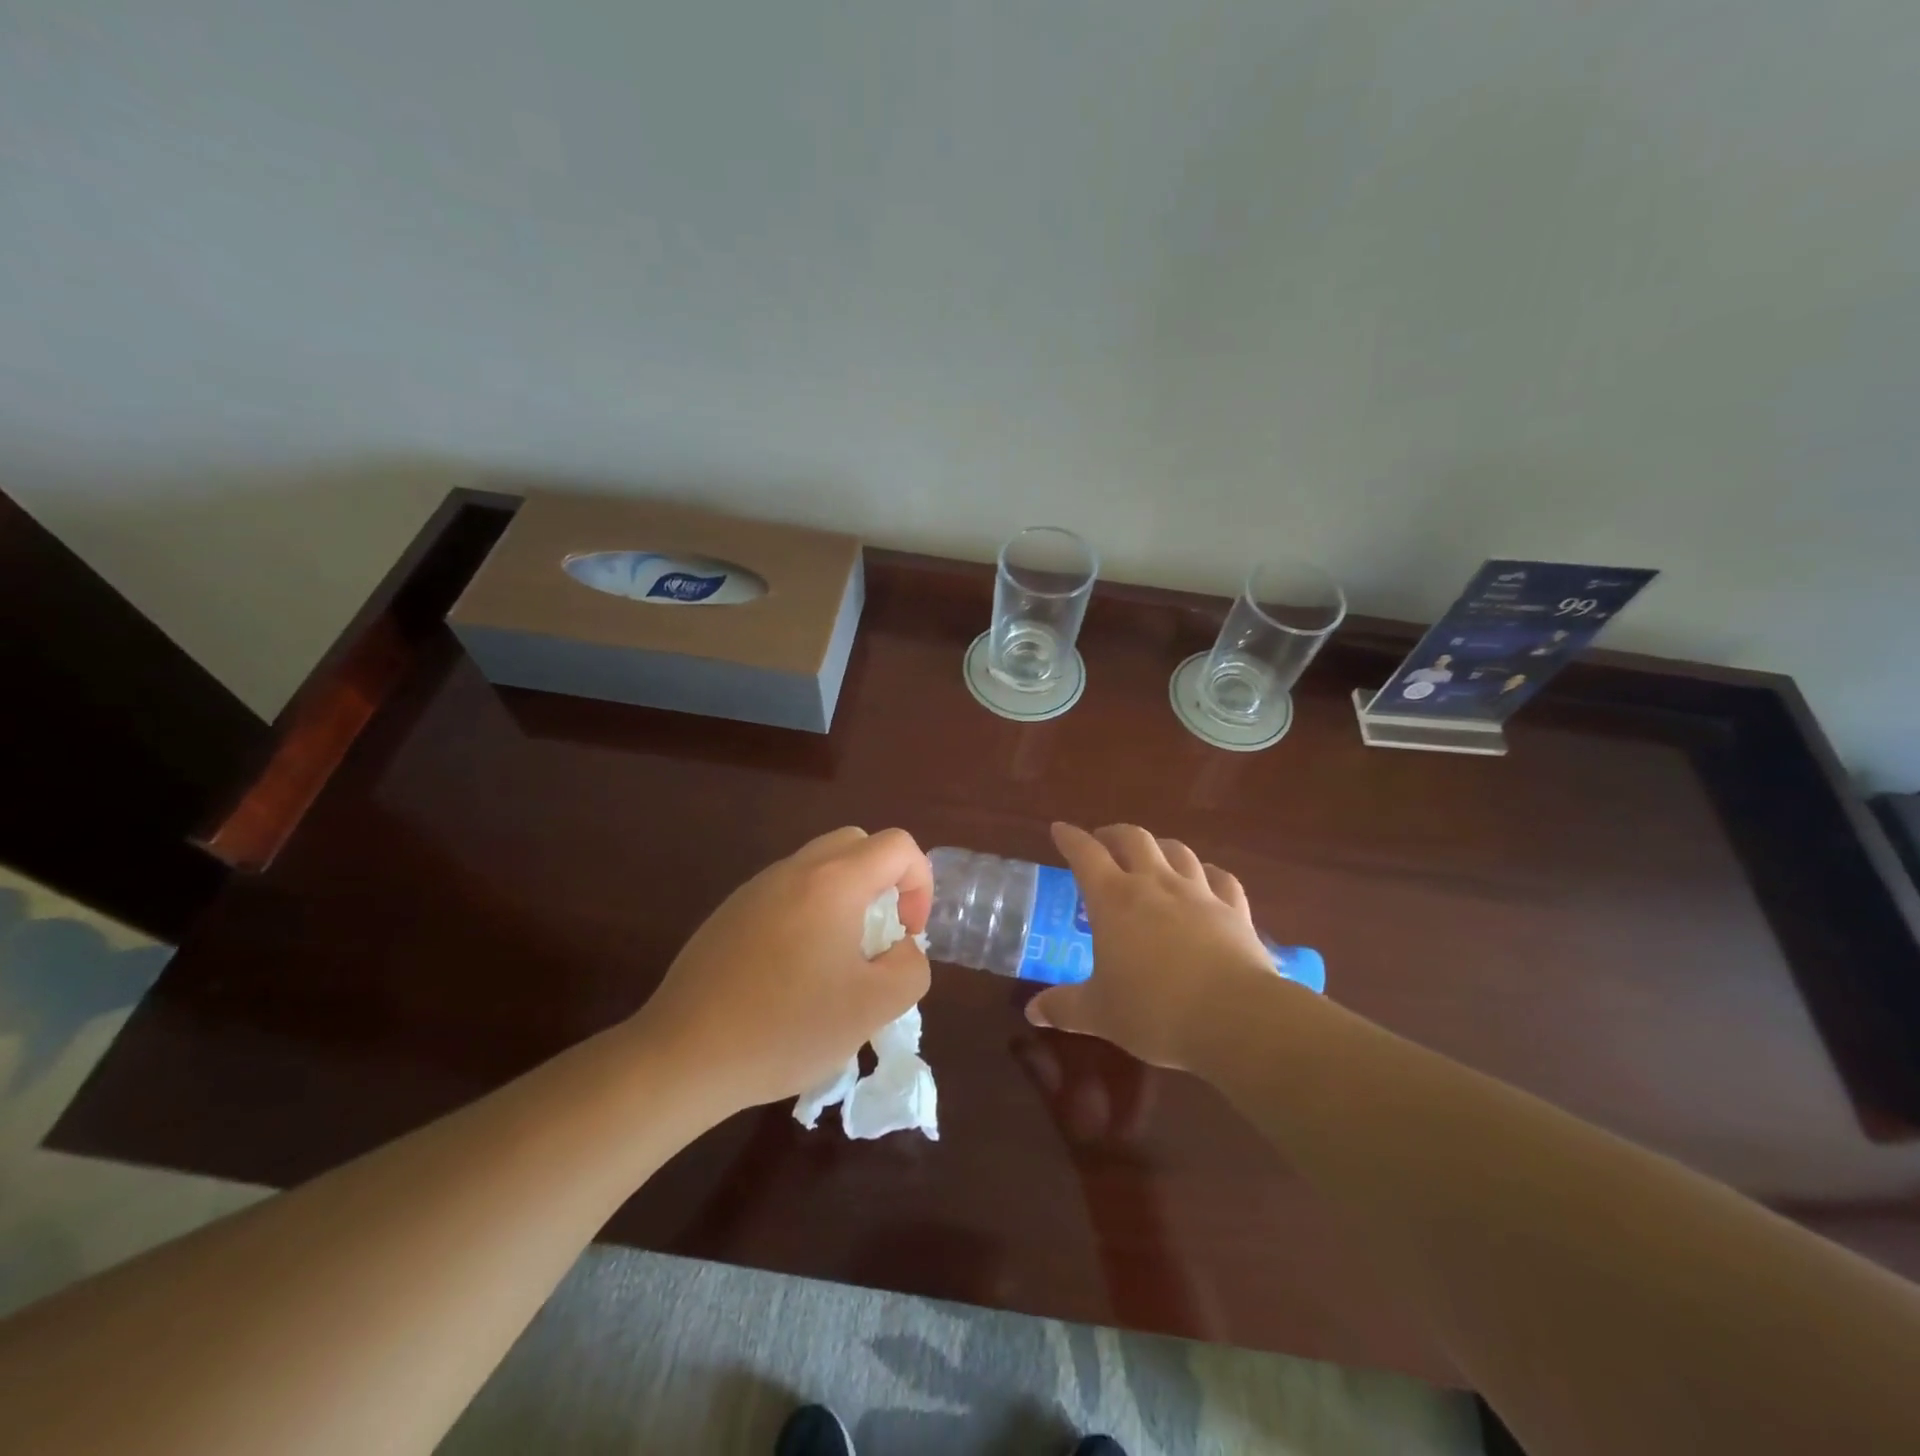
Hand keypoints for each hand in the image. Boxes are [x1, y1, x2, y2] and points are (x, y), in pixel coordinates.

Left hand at [632, 827, 932, 1115]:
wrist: (683, 1055)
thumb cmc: (786, 1028)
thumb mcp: (873, 1008)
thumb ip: (910, 967)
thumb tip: (901, 947)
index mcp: (834, 882)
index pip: (898, 845)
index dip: (920, 883)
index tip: (907, 935)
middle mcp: (794, 870)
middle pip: (858, 844)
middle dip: (885, 881)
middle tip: (879, 936)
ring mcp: (756, 888)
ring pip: (820, 867)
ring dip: (846, 897)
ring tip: (838, 959)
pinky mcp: (730, 912)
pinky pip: (787, 892)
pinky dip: (810, 912)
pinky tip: (793, 972)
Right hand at [1024, 822, 1282, 1069]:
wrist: (1235, 1018)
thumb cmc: (1154, 1011)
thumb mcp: (1100, 1013)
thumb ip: (1064, 1007)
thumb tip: (1033, 1012)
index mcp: (1114, 899)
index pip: (1085, 854)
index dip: (1070, 838)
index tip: (1060, 829)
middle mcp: (1155, 884)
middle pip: (1133, 839)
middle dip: (1114, 834)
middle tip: (1103, 842)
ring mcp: (1199, 893)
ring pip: (1177, 851)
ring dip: (1159, 846)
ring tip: (1151, 855)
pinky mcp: (1234, 910)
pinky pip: (1220, 878)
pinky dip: (1208, 872)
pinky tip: (1206, 878)